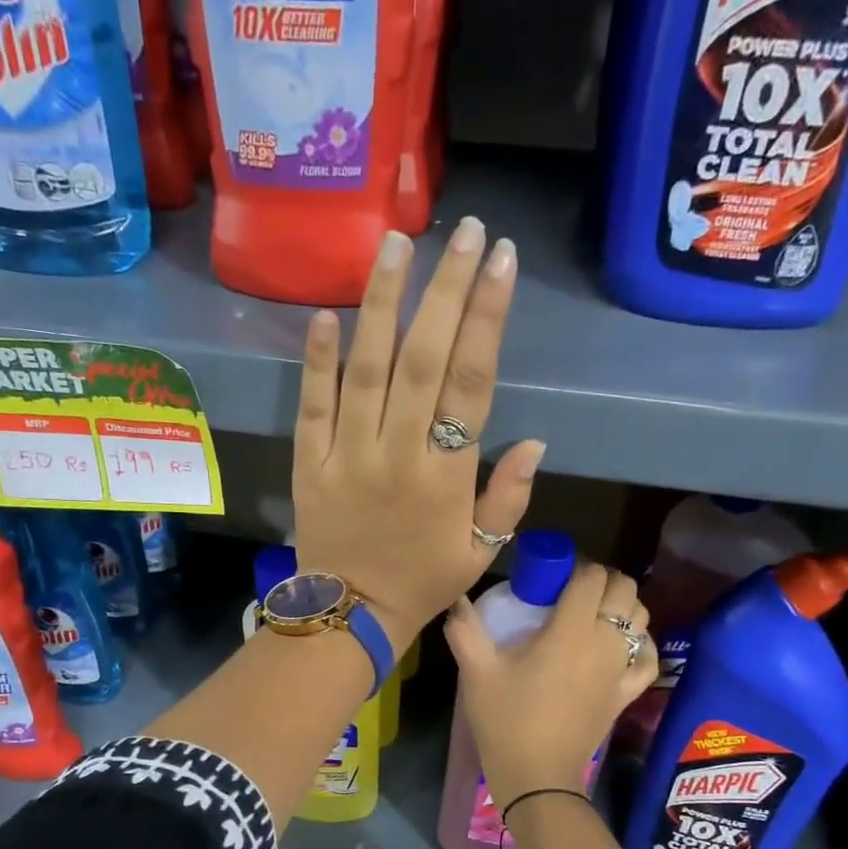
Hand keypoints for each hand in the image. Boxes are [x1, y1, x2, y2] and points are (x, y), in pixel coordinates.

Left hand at [292, 219, 545, 652]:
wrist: (350, 616)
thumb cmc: (423, 583)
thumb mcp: (482, 552)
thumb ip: (509, 498)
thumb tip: (536, 442)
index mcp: (447, 476)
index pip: (472, 383)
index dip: (487, 318)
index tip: (501, 262)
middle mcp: (399, 454)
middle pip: (424, 359)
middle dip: (446, 291)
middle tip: (464, 232)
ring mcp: (349, 455)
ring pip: (366, 369)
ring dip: (382, 304)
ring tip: (396, 243)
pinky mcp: (310, 462)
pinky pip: (313, 405)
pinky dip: (318, 360)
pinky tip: (327, 313)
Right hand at [444, 564, 657, 810]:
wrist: (536, 774)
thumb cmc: (506, 719)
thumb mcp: (476, 672)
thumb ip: (464, 629)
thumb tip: (455, 599)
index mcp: (570, 629)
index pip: (591, 576)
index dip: (576, 567)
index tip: (554, 576)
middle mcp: (605, 641)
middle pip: (624, 589)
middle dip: (602, 581)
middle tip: (573, 592)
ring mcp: (621, 668)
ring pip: (641, 617)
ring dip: (622, 606)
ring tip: (594, 614)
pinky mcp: (627, 693)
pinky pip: (648, 658)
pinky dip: (641, 644)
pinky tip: (623, 644)